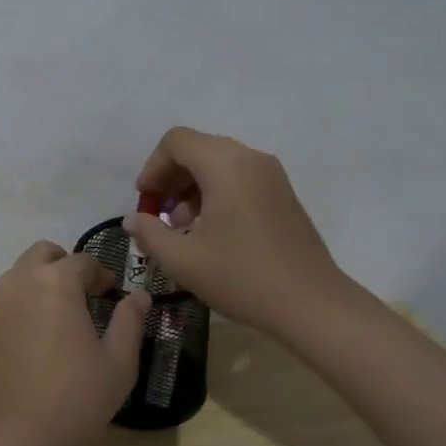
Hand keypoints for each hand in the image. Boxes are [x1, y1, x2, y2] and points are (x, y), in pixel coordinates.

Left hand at [0, 241, 149, 445]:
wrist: (14, 438)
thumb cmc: (75, 397)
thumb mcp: (118, 363)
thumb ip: (130, 321)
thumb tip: (139, 296)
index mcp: (55, 283)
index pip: (81, 260)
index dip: (100, 273)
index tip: (110, 292)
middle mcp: (19, 283)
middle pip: (42, 254)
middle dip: (64, 265)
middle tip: (82, 294)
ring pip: (18, 277)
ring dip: (39, 285)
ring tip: (57, 320)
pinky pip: (3, 308)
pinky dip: (20, 313)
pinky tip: (32, 348)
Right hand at [123, 127, 373, 340]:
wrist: (312, 304)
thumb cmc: (242, 277)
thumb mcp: (183, 260)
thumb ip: (150, 233)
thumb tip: (133, 220)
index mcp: (225, 165)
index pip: (177, 141)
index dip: (153, 167)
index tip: (146, 201)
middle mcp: (250, 158)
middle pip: (198, 148)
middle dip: (172, 176)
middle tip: (160, 213)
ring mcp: (271, 174)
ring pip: (219, 162)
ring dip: (193, 185)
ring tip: (184, 225)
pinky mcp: (283, 193)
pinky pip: (240, 176)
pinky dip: (217, 191)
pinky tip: (212, 230)